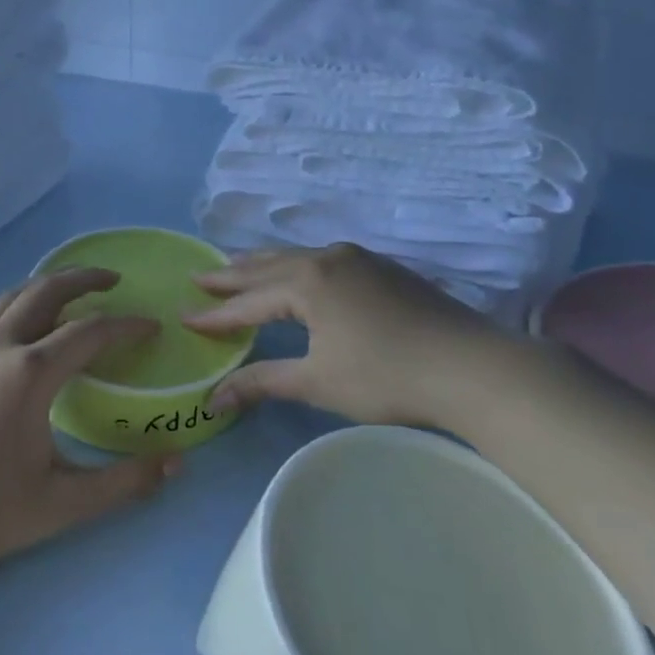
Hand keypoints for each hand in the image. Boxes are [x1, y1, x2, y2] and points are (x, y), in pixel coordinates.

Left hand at [0, 269, 179, 590]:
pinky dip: (17, 309)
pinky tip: (25, 335)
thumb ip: (126, 482)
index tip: (152, 326)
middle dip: (83, 278)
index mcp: (29, 374)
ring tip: (71, 294)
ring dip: (46, 287)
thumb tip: (177, 463)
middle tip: (113, 280)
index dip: (127, 325)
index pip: (90, 331)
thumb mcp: (66, 504)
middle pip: (45, 291)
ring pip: (10, 299)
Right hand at [182, 244, 514, 427]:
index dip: (215, 314)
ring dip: (265, 265)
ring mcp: (358, 258)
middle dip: (232, 275)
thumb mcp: (318, 381)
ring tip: (239, 266)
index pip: (248, 301)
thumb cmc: (386, 376)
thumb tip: (213, 398)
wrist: (471, 366)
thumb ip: (264, 382)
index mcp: (307, 282)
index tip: (183, 316)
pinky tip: (299, 273)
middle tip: (200, 276)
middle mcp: (327, 258)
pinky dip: (297, 266)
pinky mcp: (383, 267)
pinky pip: (323, 258)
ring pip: (297, 257)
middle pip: (268, 266)